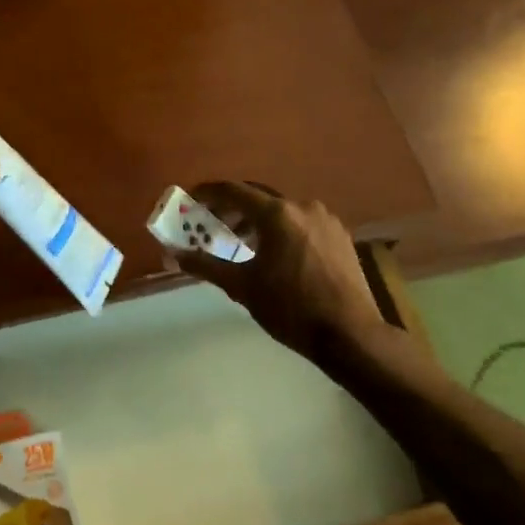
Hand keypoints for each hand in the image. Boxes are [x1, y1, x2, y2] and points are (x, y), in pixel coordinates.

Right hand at [175, 182, 391, 362]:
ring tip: (242, 243)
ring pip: (283, 211)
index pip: (233, 191)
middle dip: (232, 208)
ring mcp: (326, 220)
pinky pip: (303, 223)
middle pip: (259, 198)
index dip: (208, 192)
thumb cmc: (290, 308)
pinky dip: (282, 230)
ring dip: (258, 221)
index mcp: (277, 214)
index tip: (191, 199)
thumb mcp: (242, 287)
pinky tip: (276, 254)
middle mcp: (303, 207)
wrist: (350, 334)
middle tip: (212, 224)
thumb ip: (206, 266)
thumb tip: (174, 254)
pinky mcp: (341, 236)